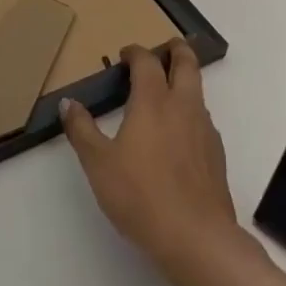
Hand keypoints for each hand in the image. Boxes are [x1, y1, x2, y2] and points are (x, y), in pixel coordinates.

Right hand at [59, 40, 244, 279]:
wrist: (196, 237)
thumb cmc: (141, 196)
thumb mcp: (99, 164)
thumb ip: (82, 130)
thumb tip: (68, 103)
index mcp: (153, 101)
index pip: (147, 61)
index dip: (135, 52)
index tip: (124, 54)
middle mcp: (183, 106)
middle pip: (187, 63)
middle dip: (175, 50)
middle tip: (164, 49)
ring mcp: (205, 129)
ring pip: (198, 90)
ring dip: (184, 80)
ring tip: (166, 90)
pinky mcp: (216, 154)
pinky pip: (203, 119)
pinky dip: (190, 111)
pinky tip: (178, 134)